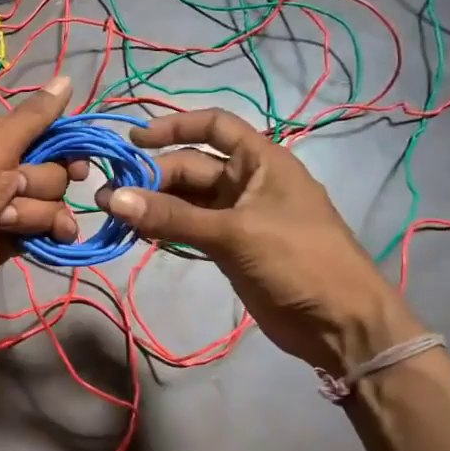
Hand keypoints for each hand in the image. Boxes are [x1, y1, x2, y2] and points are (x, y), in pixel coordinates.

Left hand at [0, 75, 83, 311]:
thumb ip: (34, 117)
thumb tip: (67, 78)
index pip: (47, 132)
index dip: (64, 146)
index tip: (76, 159)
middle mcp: (5, 168)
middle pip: (54, 170)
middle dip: (38, 184)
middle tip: (12, 189)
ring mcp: (11, 204)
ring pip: (53, 202)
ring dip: (33, 213)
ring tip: (3, 221)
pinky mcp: (16, 236)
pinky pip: (50, 229)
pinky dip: (50, 233)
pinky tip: (52, 238)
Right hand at [97, 108, 422, 372]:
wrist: (340, 324)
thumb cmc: (299, 261)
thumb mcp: (234, 233)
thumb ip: (173, 216)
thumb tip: (115, 199)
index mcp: (262, 161)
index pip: (214, 126)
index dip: (174, 127)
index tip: (133, 140)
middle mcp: (247, 182)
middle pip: (190, 167)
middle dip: (151, 178)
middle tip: (110, 197)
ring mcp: (237, 216)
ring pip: (186, 200)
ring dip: (153, 205)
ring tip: (114, 215)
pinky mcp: (229, 247)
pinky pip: (189, 228)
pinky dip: (165, 228)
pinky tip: (137, 233)